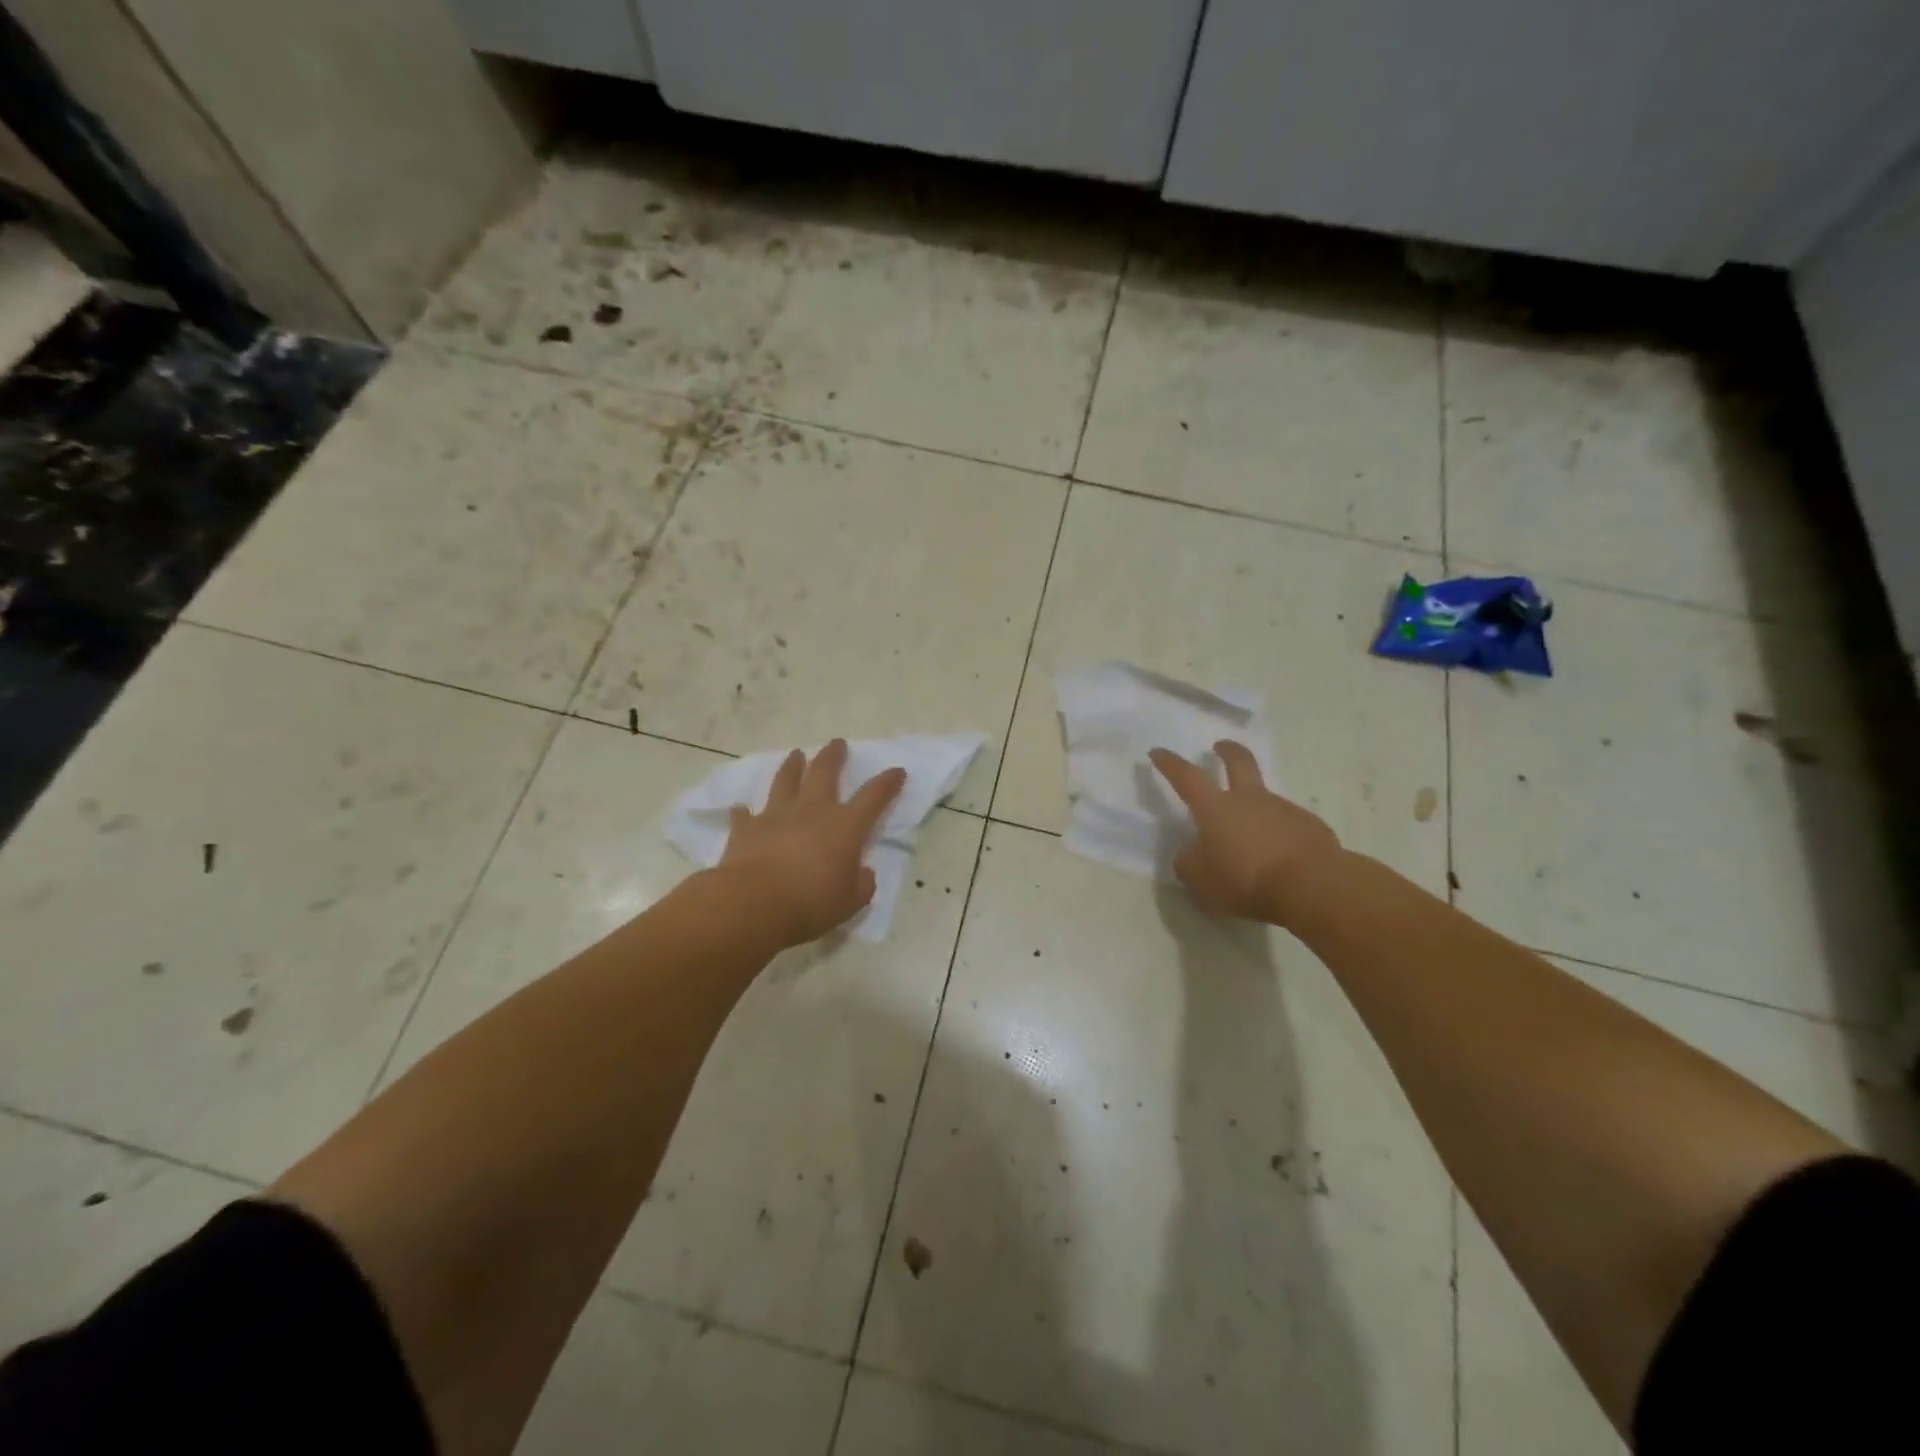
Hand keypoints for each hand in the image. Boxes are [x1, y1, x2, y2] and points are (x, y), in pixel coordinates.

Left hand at [720, 739, 906, 947]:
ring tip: (796, 754)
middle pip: (825, 772)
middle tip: (837, 743)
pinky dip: (745, 812)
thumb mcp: (850, 902)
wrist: (753, 903)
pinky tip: (742, 809)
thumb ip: (861, 885)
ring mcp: (776, 815)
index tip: (897, 770)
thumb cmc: (811, 903)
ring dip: (792, 766)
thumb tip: (863, 873)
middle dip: (833, 756)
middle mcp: (812, 811)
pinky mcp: (746, 828)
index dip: (887, 783)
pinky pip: (745, 815)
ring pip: (786, 780)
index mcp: (845, 827)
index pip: (873, 797)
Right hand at [1149, 741, 1341, 925]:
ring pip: (1265, 799)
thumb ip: (1189, 863)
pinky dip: (1280, 833)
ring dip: (1256, 806)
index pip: (1186, 777)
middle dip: (1227, 751)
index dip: (1170, 763)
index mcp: (1216, 809)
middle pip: (1239, 762)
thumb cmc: (1247, 880)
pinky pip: (1288, 824)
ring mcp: (1283, 809)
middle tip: (1220, 746)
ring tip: (1252, 839)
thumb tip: (1189, 852)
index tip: (1158, 751)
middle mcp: (1249, 800)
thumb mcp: (1201, 880)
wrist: (1312, 886)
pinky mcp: (1310, 826)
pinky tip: (1282, 856)